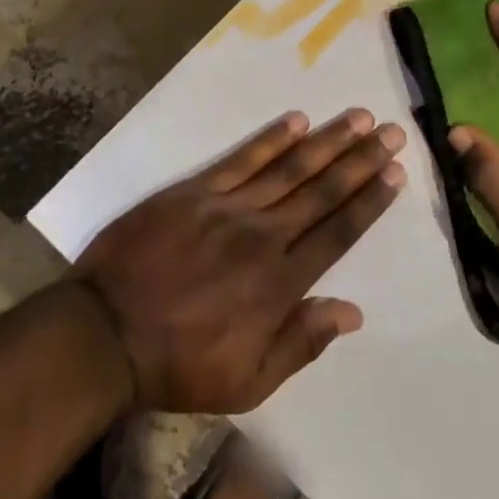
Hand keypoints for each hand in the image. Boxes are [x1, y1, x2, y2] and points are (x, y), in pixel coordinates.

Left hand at [74, 110, 405, 412]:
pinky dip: (270, 139)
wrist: (103, 334)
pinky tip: (296, 121)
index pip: (339, 231)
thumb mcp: (249, 381)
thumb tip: (353, 313)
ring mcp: (227, 208)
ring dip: (328, 141)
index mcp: (281, 282)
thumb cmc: (178, 364)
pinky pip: (240, 159)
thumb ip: (302, 343)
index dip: (370, 201)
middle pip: (323, 191)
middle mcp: (264, 236)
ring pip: (290, 167)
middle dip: (362, 160)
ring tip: (360, 117)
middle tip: (393, 132)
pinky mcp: (193, 192)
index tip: (395, 173)